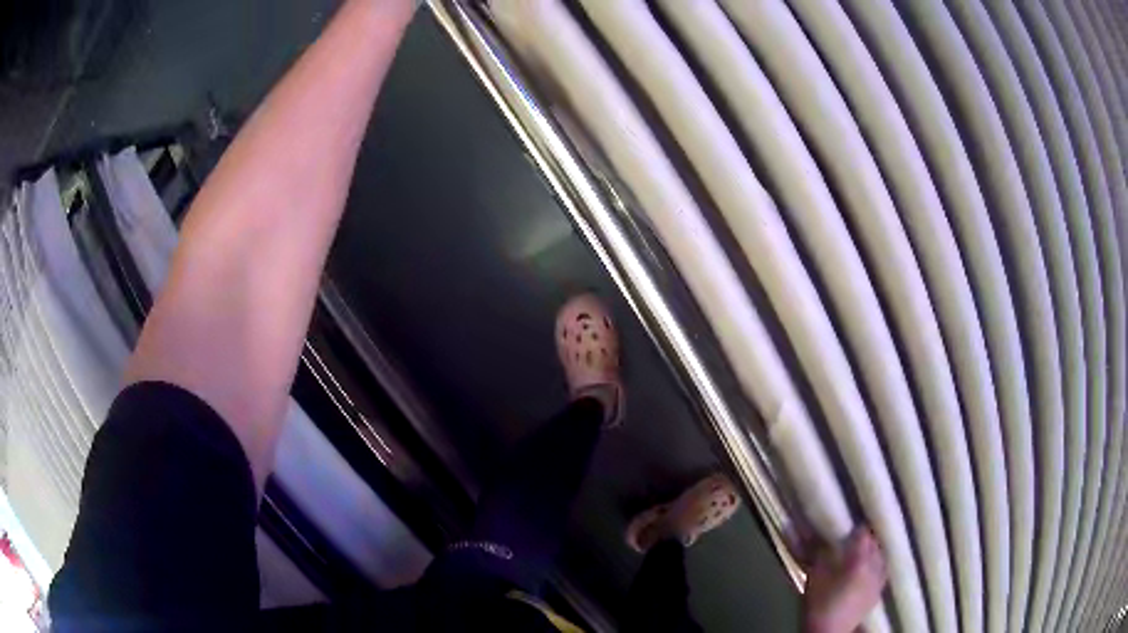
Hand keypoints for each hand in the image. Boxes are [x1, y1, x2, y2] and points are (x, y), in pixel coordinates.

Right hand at [803, 527, 887, 632]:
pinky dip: (877, 567)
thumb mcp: (815, 577)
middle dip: (866, 540)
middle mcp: (875, 567)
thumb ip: (820, 555)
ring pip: (881, 558)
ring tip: (863, 554)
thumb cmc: (820, 604)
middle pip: (875, 545)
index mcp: (860, 561)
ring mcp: (879, 581)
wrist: (829, 631)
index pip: (863, 535)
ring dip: (873, 553)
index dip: (856, 529)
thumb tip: (818, 537)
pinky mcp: (878, 593)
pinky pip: (882, 572)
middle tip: (854, 540)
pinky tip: (868, 572)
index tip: (849, 526)